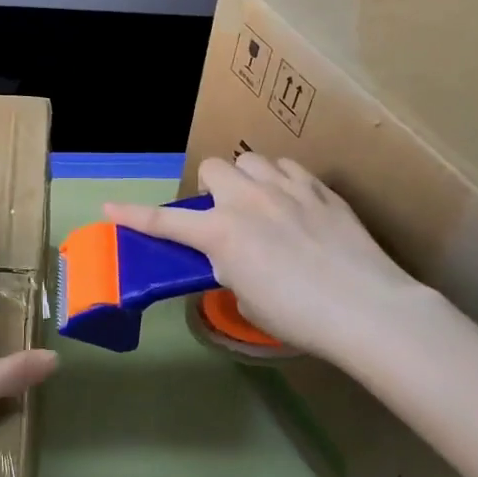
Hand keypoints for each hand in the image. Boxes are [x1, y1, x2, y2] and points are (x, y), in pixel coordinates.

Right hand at [104, 154, 435, 362]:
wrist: (368, 309)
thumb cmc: (300, 316)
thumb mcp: (248, 297)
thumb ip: (231, 267)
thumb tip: (234, 256)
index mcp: (221, 233)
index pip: (165, 221)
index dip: (133, 216)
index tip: (109, 208)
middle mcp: (247, 200)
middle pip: (212, 168)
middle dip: (211, 188)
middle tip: (224, 215)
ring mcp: (286, 189)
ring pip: (251, 160)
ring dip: (247, 179)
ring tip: (261, 204)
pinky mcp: (320, 190)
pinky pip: (289, 169)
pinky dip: (282, 182)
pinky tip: (295, 204)